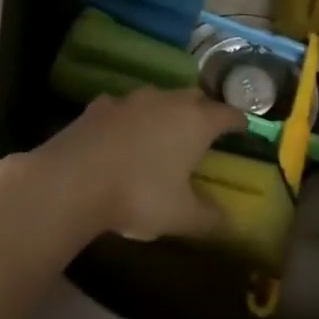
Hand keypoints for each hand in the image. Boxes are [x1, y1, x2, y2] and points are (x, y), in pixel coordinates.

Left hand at [10, 88, 245, 240]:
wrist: (74, 178)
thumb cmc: (139, 194)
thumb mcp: (182, 216)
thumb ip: (211, 218)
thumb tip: (231, 221)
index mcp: (195, 122)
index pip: (226, 113)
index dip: (238, 120)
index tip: (244, 127)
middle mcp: (166, 101)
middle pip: (193, 97)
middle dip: (204, 109)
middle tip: (208, 127)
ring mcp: (130, 99)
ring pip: (158, 98)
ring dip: (166, 111)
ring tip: (166, 131)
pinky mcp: (100, 105)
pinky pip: (125, 107)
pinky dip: (131, 118)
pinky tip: (124, 134)